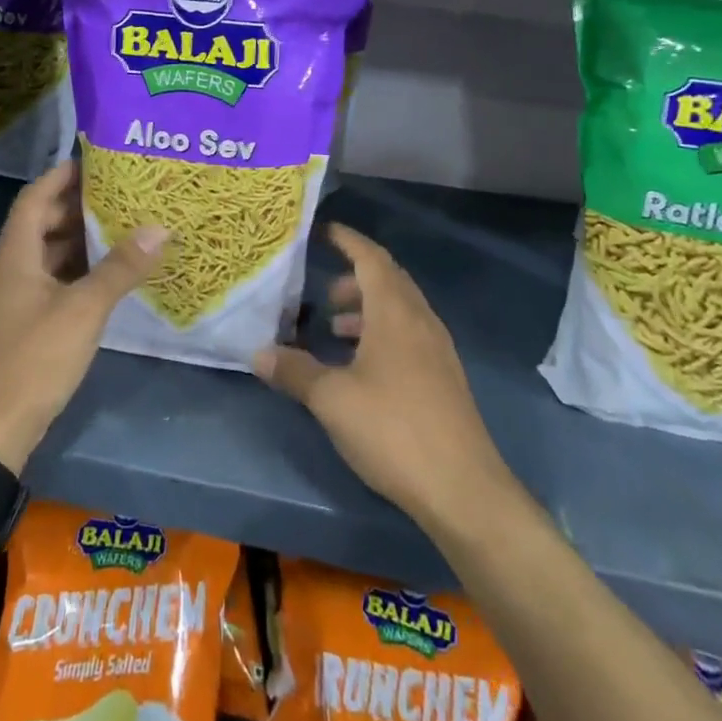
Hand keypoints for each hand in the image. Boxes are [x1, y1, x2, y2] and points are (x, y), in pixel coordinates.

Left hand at [0, 160, 165, 473]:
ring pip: (45, 255)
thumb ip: (120, 268)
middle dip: (76, 206)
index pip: (34, 198)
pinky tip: (104, 275)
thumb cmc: (35, 360)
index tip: (95, 161)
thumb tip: (158, 227)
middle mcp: (8, 270)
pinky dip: (74, 270)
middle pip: (40, 224)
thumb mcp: (84, 310)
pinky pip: (48, 281)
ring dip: (77, 239)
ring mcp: (11, 300)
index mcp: (15, 256)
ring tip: (119, 226)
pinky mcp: (20, 324)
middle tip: (118, 193)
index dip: (61, 176)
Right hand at [252, 224, 508, 530]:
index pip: (370, 258)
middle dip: (353, 278)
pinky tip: (361, 367)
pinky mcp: (444, 378)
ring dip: (367, 310)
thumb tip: (259, 353)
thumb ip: (294, 372)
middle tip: (320, 293)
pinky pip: (409, 336)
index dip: (347, 240)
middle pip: (388, 281)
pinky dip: (381, 334)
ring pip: (399, 311)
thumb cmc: (393, 429)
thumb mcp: (332, 399)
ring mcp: (438, 350)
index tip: (322, 231)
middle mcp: (421, 320)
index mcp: (396, 312)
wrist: (462, 489)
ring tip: (335, 329)